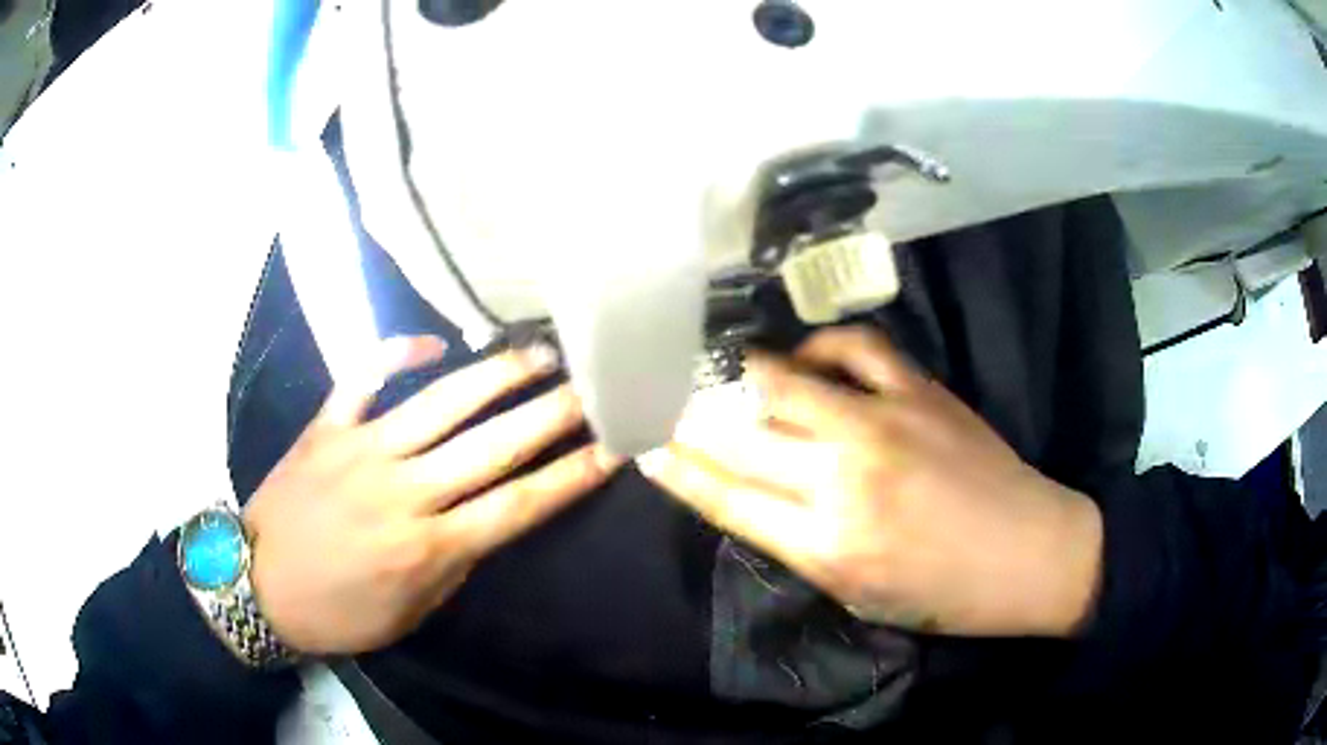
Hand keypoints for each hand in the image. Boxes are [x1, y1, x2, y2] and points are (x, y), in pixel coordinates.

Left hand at [243, 336, 621, 654]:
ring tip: (537, 354)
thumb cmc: (339, 612)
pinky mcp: (327, 427)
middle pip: (491, 447)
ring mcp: (361, 450)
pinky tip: (432, 345)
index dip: (570, 475)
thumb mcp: (410, 612)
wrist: (257, 585)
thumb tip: (486, 520)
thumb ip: (454, 565)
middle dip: (551, 414)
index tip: (613, 447)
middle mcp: (403, 492)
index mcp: (427, 547)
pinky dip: (396, 353)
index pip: (517, 505)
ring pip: (439, 404)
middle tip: (591, 384)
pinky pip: (363, 377)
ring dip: (495, 376)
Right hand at [639, 327, 1102, 637]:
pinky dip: (820, 346)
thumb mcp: (856, 593)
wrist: (1030, 553)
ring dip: (737, 373)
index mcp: (825, 546)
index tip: (640, 442)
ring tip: (715, 367)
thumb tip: (744, 491)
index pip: (724, 496)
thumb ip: (796, 541)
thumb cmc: (943, 594)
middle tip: (658, 394)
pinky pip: (854, 347)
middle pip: (739, 434)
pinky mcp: (920, 391)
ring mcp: (884, 425)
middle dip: (686, 413)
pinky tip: (807, 356)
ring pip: (784, 382)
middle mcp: (844, 480)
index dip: (674, 465)